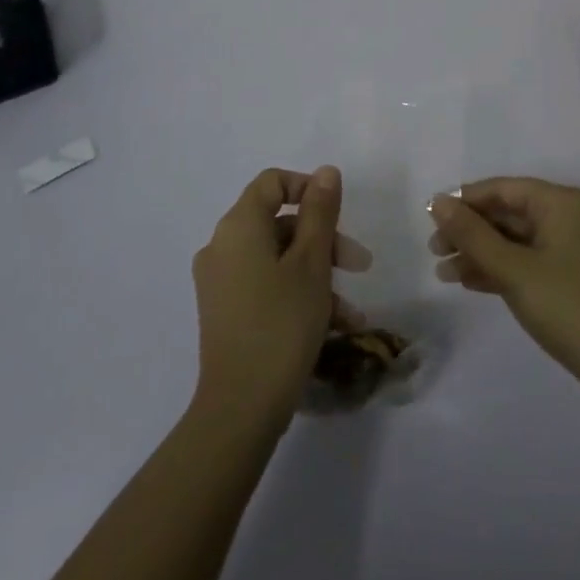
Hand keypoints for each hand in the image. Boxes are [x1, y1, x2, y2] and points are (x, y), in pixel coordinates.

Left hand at [191, 166, 368, 426]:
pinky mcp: (225, 312)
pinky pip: (266, 285)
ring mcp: (221, 282)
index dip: (308, 189)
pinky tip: (335, 327)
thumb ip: (320, 212)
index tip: (339, 214)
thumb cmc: (282, 323)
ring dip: (318, 274)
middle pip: (279, 222)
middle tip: (359, 264)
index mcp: (239, 226)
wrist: (241, 408)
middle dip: (324, 239)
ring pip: (277, 258)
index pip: (272, 182)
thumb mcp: (312, 262)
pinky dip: (298, 295)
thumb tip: (325, 172)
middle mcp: (222, 247)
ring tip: (351, 310)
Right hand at [429, 177, 579, 408]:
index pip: (503, 188)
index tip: (430, 218)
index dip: (464, 201)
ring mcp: (572, 247)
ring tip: (443, 273)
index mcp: (561, 202)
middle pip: (508, 213)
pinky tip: (469, 282)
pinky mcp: (572, 275)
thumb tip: (437, 202)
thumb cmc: (567, 307)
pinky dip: (500, 269)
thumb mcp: (513, 269)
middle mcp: (569, 216)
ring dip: (480, 253)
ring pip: (515, 240)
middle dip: (470, 231)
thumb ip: (472, 235)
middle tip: (434, 251)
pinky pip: (528, 260)